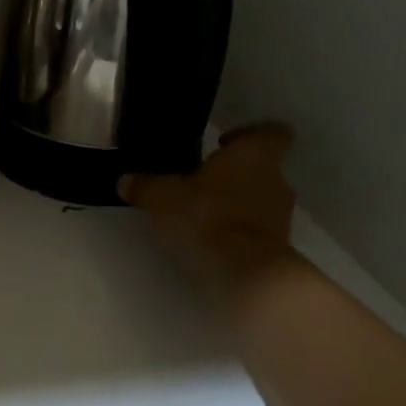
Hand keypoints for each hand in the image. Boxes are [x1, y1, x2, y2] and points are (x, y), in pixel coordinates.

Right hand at [120, 123, 303, 302]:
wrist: (247, 273)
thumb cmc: (208, 216)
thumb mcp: (164, 197)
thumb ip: (145, 186)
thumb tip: (124, 181)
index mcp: (254, 154)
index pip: (271, 132)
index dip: (249, 135)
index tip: (223, 144)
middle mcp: (276, 179)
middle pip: (261, 168)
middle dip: (233, 174)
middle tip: (201, 182)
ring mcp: (282, 215)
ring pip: (260, 199)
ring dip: (237, 203)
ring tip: (203, 214)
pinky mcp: (279, 246)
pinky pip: (258, 229)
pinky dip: (239, 231)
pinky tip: (212, 240)